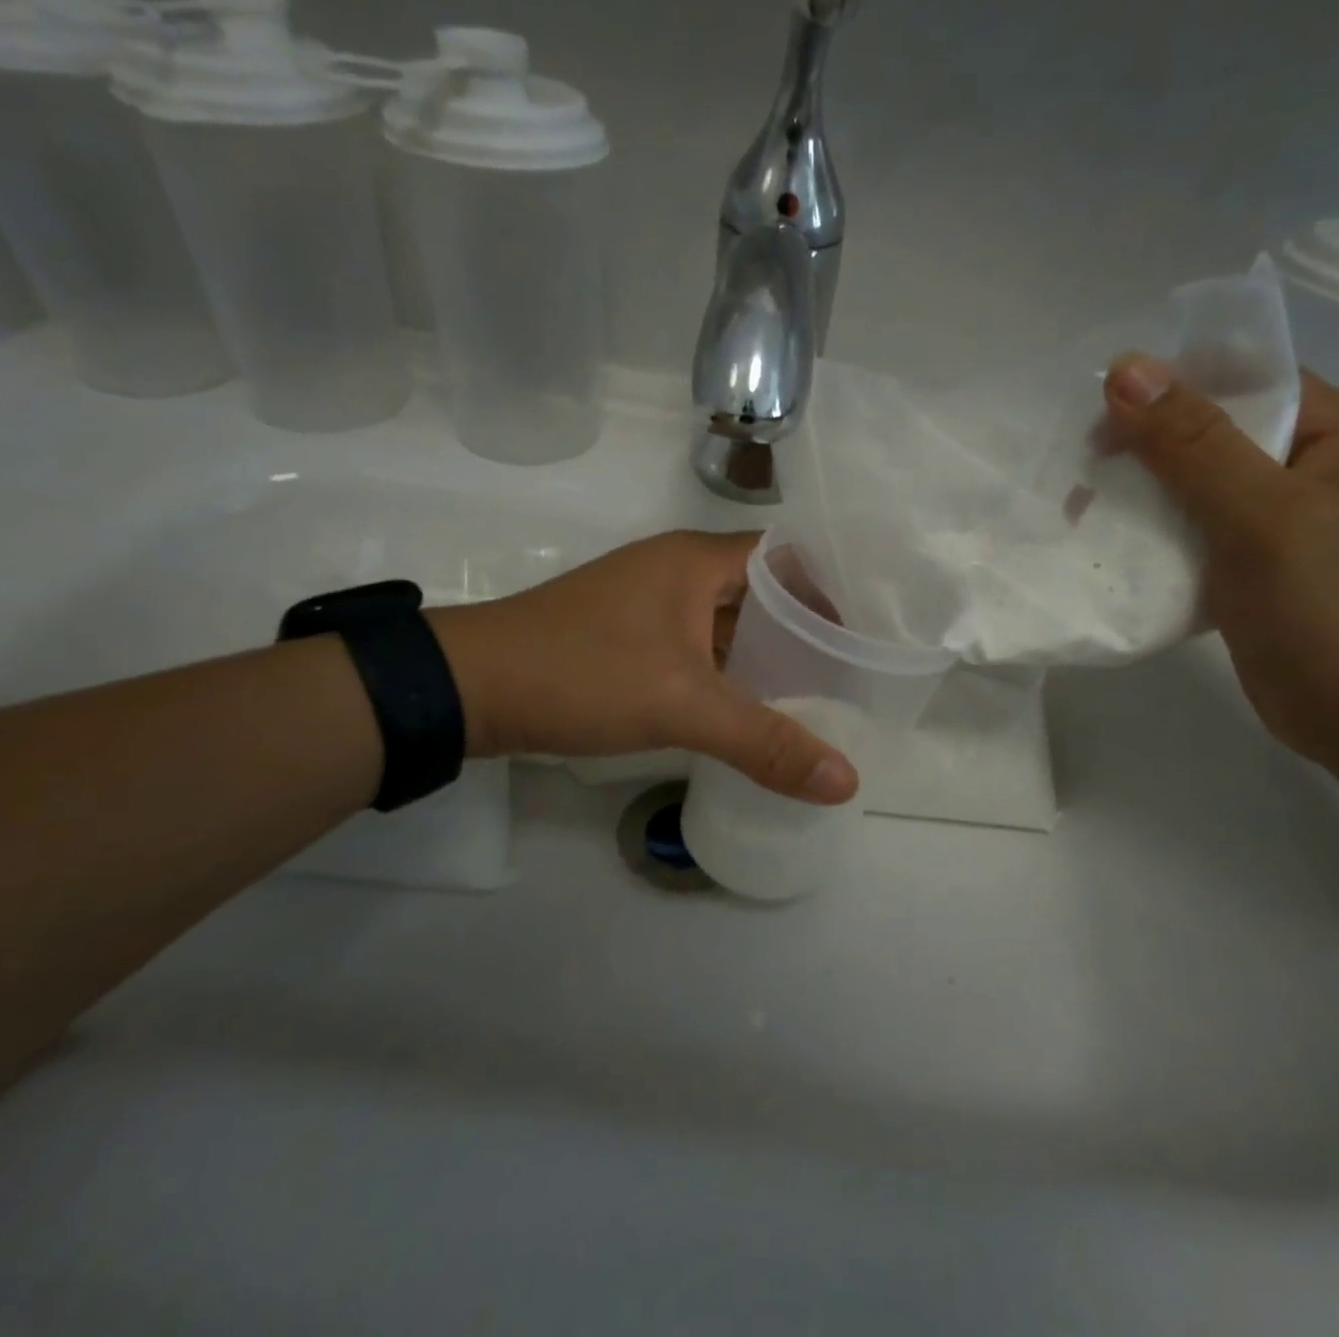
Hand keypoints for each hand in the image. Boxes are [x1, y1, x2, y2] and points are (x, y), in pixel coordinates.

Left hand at [428, 531, 858, 803]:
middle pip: (760, 590)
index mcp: (696, 561)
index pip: (787, 556)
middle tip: (851, 670)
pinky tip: (749, 706)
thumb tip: (846, 781)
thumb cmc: (584, 674)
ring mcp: (649, 603)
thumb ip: (766, 742)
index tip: (867, 629)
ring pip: (726, 621)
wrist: (471, 688)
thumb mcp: (683, 706)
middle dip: (804, 628)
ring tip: (814, 692)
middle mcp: (676, 569)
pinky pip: (696, 644)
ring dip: (763, 652)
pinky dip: (727, 669)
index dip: (830, 588)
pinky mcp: (628, 635)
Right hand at [1103, 353, 1338, 766]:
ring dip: (1140, 492)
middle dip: (1143, 445)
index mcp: (1334, 430)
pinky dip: (1152, 532)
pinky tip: (1111, 542)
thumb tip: (1126, 368)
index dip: (1169, 386)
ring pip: (1195, 483)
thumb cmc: (1328, 605)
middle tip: (1081, 469)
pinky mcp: (1252, 564)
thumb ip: (1194, 442)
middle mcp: (1309, 464)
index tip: (1099, 414)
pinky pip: (1193, 529)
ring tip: (1080, 508)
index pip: (1242, 379)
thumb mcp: (1261, 514)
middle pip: (1211, 431)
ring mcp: (1281, 518)